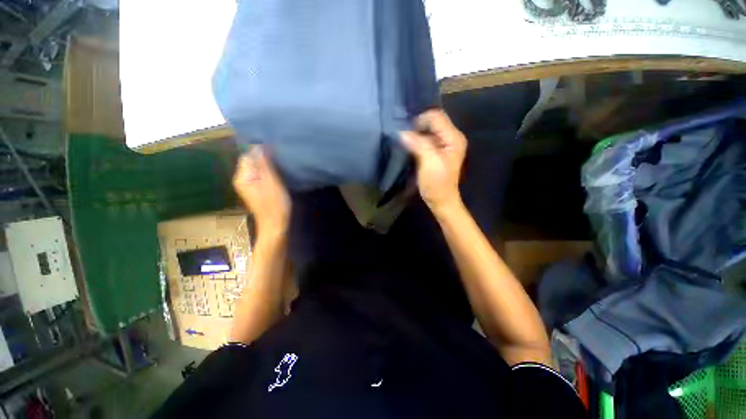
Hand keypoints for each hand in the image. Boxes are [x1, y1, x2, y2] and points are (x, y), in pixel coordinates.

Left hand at [233, 147, 290, 237]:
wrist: (275, 225)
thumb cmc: (275, 204)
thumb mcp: (272, 182)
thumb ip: (264, 164)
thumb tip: (258, 146)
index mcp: (242, 177)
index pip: (248, 156)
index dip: (261, 154)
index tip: (275, 158)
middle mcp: (241, 180)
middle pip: (251, 162)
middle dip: (264, 161)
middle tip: (279, 167)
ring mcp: (247, 186)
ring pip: (256, 169)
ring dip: (267, 169)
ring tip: (279, 173)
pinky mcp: (254, 191)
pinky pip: (259, 177)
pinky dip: (267, 175)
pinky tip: (276, 179)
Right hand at [401, 110, 466, 215]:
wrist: (441, 200)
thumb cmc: (437, 184)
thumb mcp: (429, 163)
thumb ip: (418, 144)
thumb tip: (402, 132)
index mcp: (453, 138)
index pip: (436, 117)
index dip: (420, 121)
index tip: (407, 133)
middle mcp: (451, 137)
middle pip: (433, 121)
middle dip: (418, 126)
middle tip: (404, 136)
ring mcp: (445, 144)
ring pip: (429, 130)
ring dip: (416, 134)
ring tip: (405, 141)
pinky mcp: (438, 151)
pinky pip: (427, 139)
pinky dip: (417, 140)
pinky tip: (410, 146)